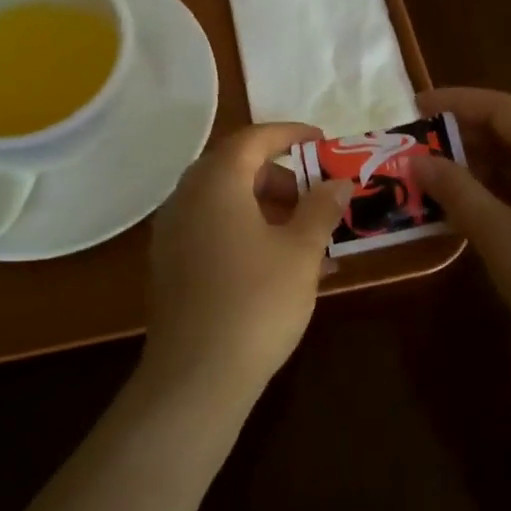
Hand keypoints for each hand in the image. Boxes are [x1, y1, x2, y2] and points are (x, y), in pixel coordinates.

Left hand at [143, 123, 354, 397]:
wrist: (197, 376)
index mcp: (216, 182)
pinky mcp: (171, 265)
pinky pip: (213, 230)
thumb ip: (321, 208)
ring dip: (267, 209)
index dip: (290, 134)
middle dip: (282, 178)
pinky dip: (247, 233)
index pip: (254, 139)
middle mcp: (186, 198)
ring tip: (309, 238)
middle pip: (236, 169)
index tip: (322, 141)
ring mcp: (173, 233)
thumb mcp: (301, 251)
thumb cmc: (257, 302)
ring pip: (225, 202)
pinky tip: (281, 265)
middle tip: (317, 197)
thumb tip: (339, 182)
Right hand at [414, 87, 510, 377]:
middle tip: (416, 149)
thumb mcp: (499, 235)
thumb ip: (457, 191)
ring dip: (482, 168)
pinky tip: (473, 209)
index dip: (456, 103)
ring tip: (435, 179)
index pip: (503, 108)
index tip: (413, 108)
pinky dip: (503, 192)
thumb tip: (418, 160)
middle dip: (464, 138)